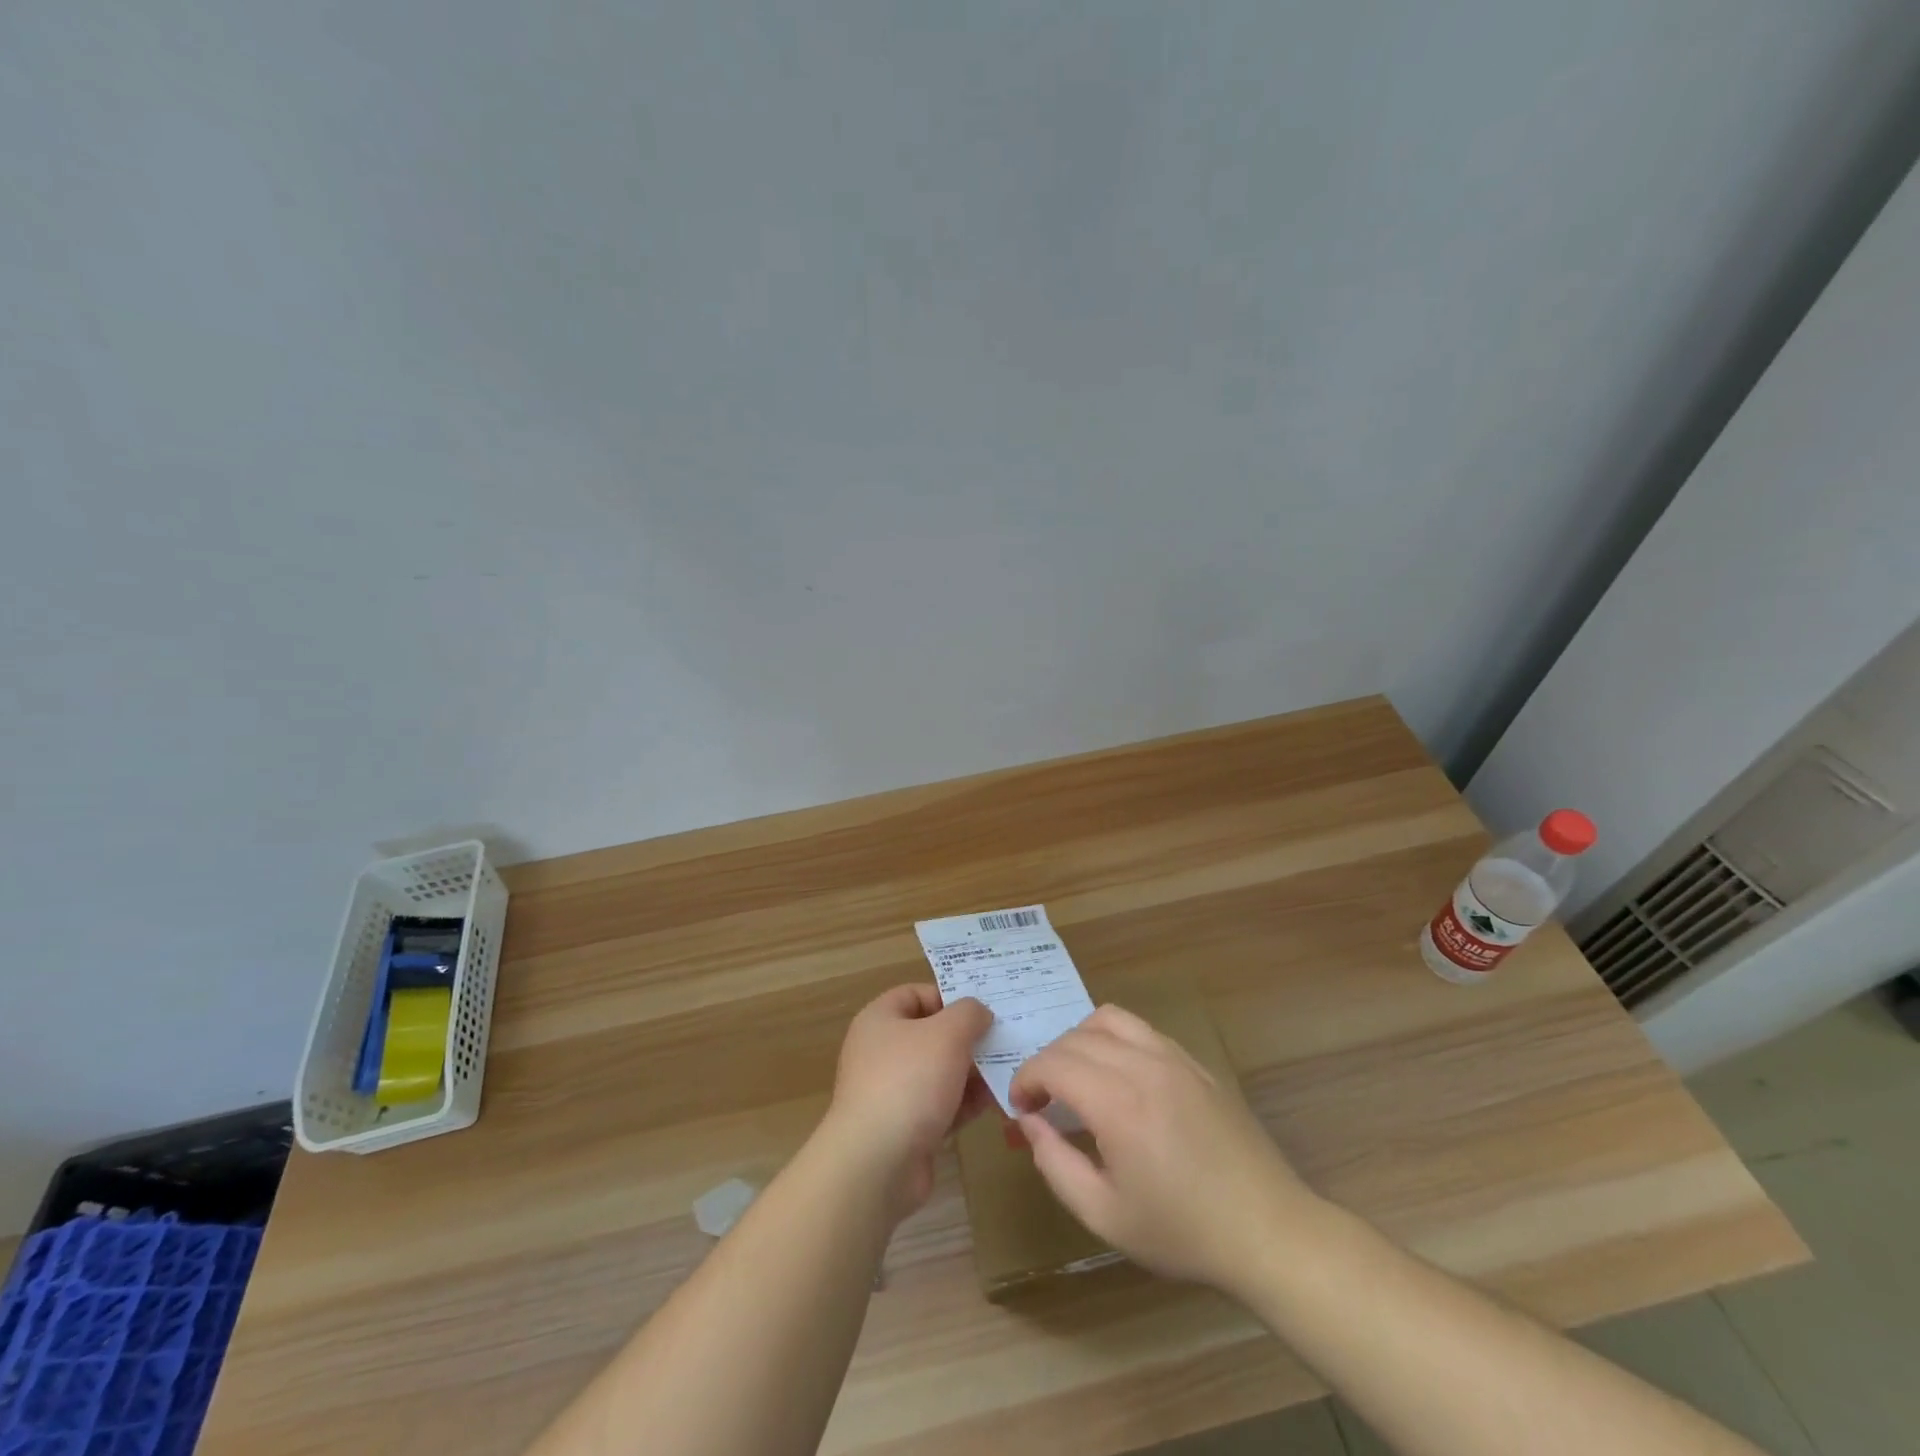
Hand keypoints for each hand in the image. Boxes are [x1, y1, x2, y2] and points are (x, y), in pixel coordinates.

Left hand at [824, 984, 994, 1215]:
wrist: (877, 1163)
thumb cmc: (909, 1081)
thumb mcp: (947, 1034)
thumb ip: (968, 1014)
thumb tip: (979, 1012)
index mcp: (880, 1020)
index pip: (916, 994)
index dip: (950, 996)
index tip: (984, 1008)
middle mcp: (882, 1052)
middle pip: (931, 1035)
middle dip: (968, 1038)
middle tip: (1006, 1039)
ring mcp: (892, 1092)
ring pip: (940, 1072)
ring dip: (972, 1073)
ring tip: (1010, 1071)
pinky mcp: (906, 1128)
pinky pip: (941, 1106)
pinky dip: (966, 1103)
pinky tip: (997, 1103)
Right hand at [1009, 1004, 1318, 1288]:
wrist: (1268, 1230)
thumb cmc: (1182, 1231)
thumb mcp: (1105, 1215)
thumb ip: (1056, 1164)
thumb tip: (1030, 1122)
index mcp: (1118, 1103)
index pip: (1053, 1063)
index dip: (1026, 1078)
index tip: (1020, 1107)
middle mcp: (1143, 1065)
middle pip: (1075, 1038)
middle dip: (1047, 1062)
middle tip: (1041, 1101)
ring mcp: (1174, 1057)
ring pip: (1109, 1019)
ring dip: (1079, 1040)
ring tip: (1076, 1076)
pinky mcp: (1195, 1062)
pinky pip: (1142, 1029)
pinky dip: (1114, 1038)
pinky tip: (1117, 1075)